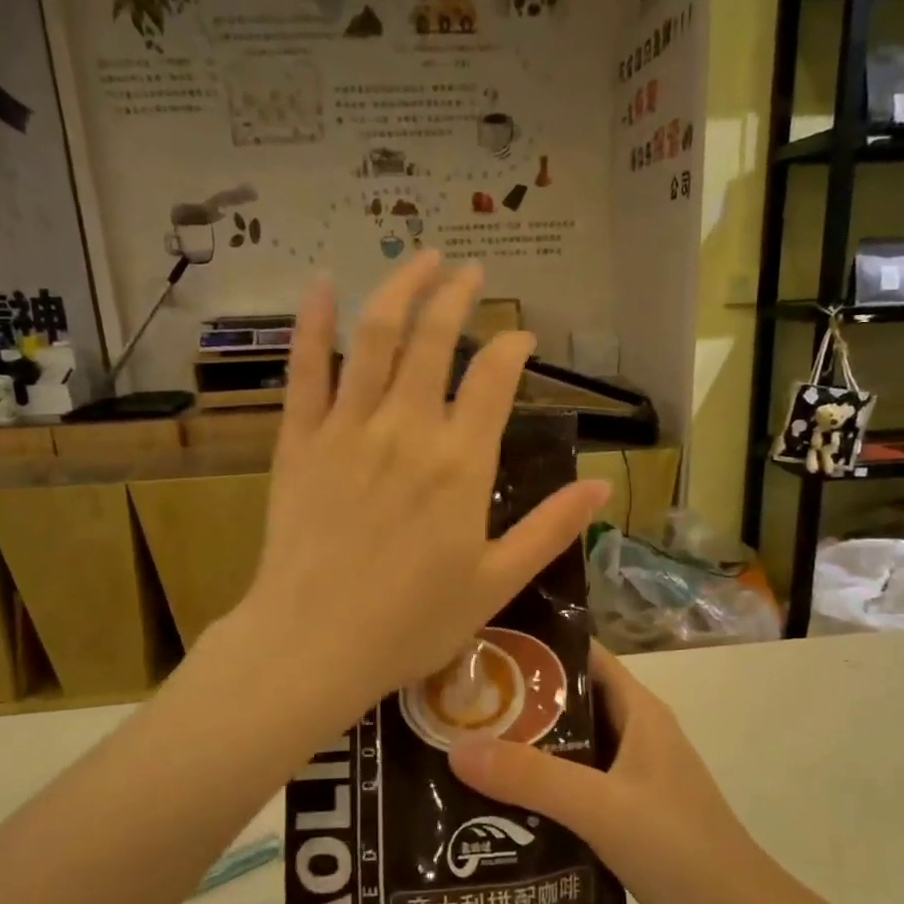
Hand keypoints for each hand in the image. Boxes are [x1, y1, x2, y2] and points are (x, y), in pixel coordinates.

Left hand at [228, 252, 610, 733]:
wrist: (315, 644)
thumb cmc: (411, 623)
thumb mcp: (496, 583)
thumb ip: (550, 529)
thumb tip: (604, 488)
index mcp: (461, 464)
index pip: (495, 378)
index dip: (513, 347)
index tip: (522, 338)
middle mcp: (407, 429)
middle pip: (435, 338)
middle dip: (457, 295)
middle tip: (470, 273)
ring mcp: (347, 429)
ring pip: (375, 337)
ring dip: (400, 288)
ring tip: (420, 258)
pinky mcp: (299, 441)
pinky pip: (304, 370)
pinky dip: (312, 323)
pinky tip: (322, 284)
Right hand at [448, 647, 787, 903]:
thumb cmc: (678, 847)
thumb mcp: (602, 806)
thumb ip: (533, 777)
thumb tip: (458, 748)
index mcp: (639, 712)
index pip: (584, 657)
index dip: (537, 647)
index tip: (482, 647)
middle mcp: (634, 736)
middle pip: (569, 704)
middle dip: (517, 702)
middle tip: (457, 704)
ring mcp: (630, 778)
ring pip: (568, 750)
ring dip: (523, 750)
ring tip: (462, 750)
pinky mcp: (623, 817)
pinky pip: (572, 790)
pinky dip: (537, 791)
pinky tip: (494, 806)